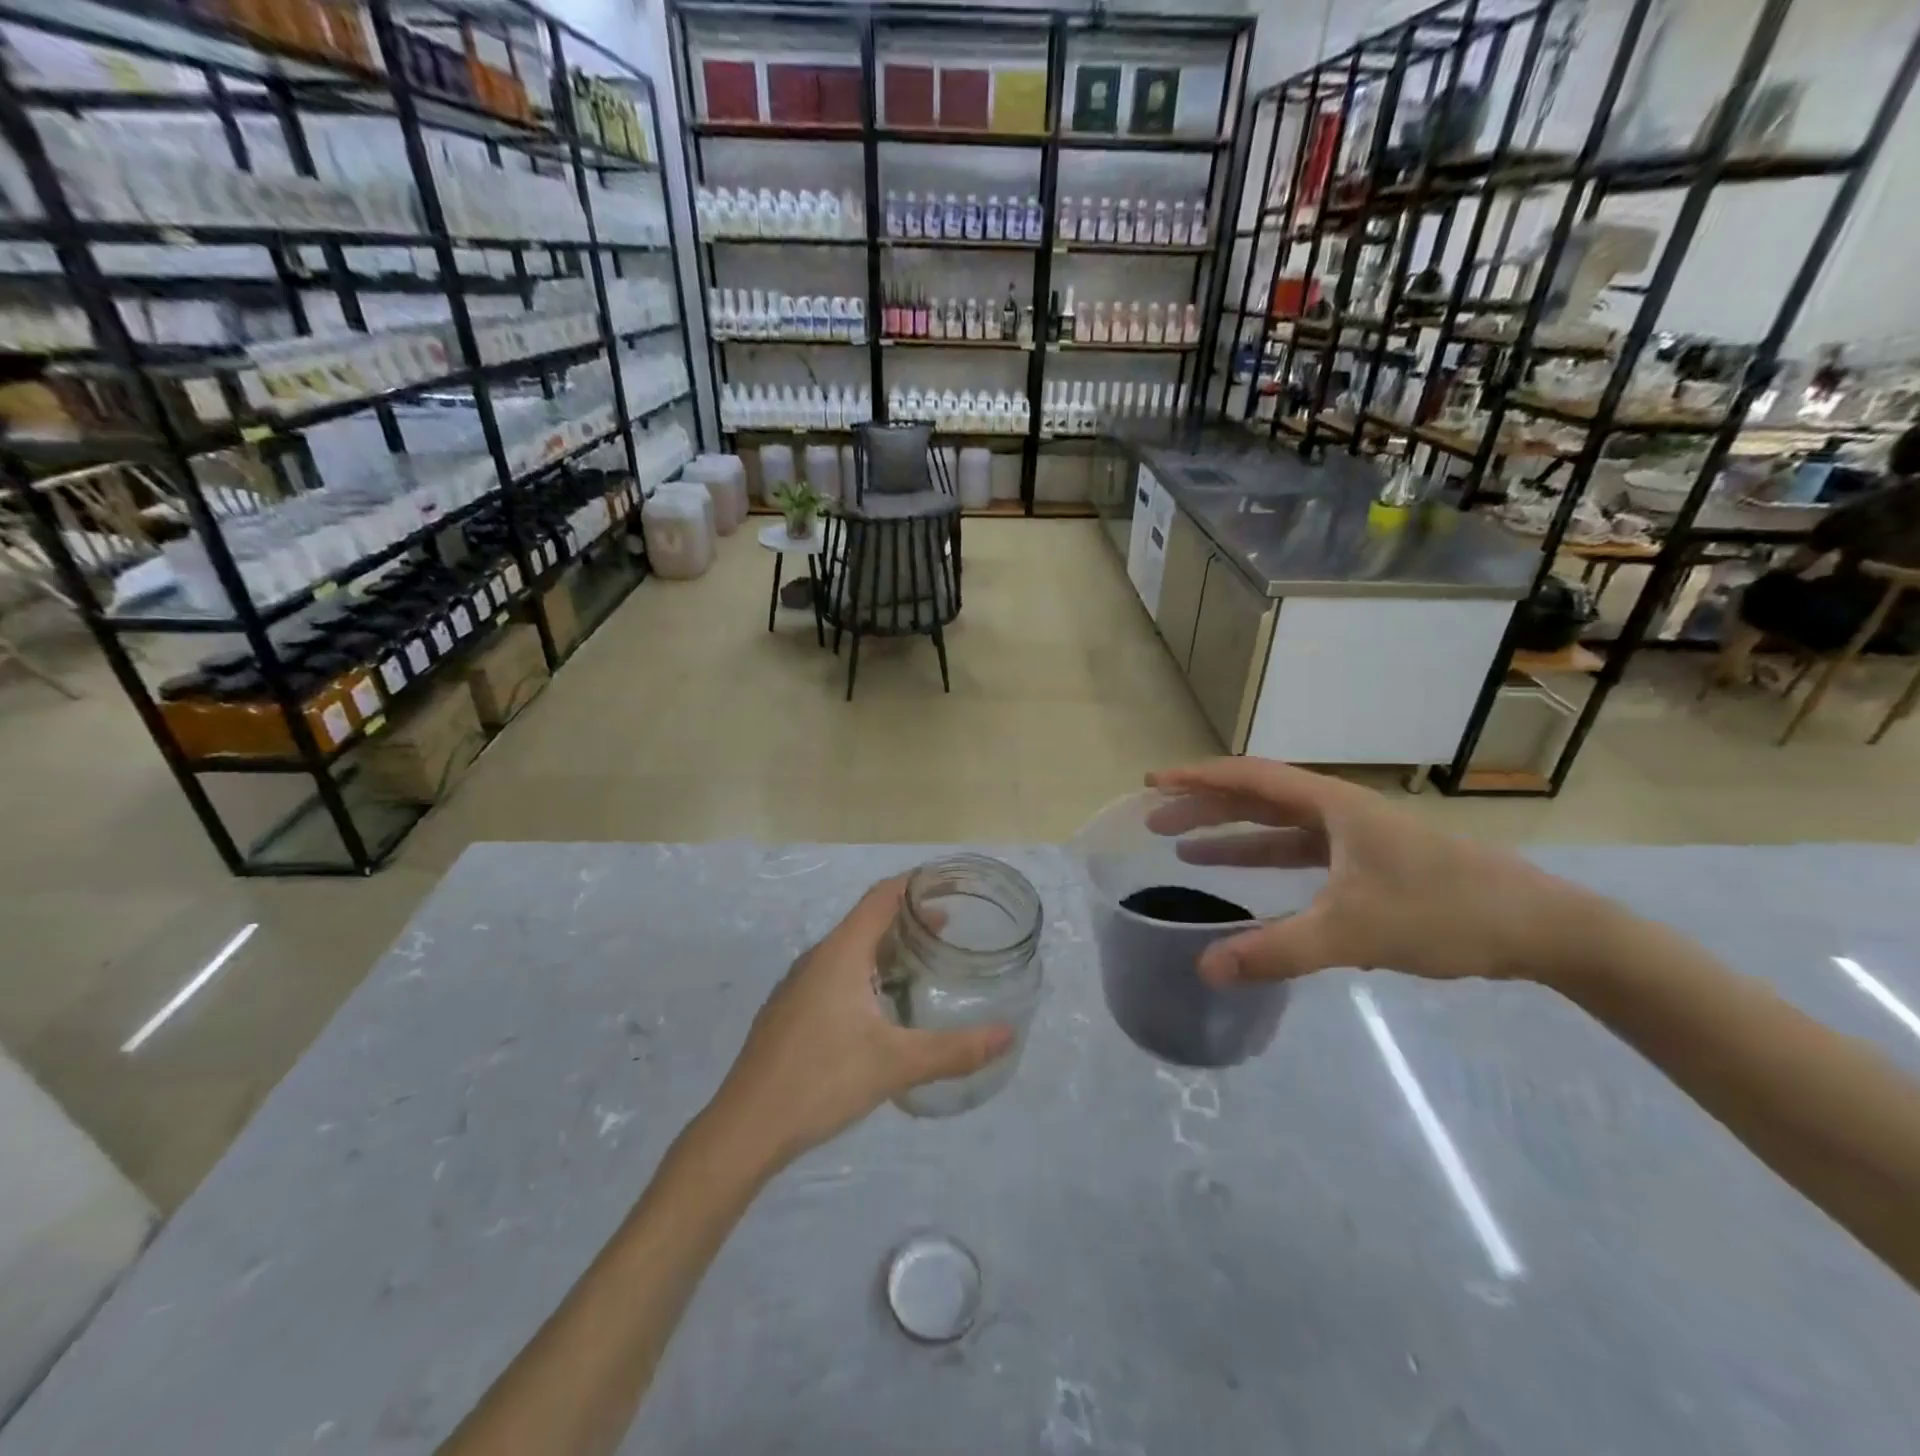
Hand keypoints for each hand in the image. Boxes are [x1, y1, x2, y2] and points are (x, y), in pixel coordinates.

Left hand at [707, 877, 1013, 1169]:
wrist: (745, 1129)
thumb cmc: (821, 1080)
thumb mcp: (896, 1064)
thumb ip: (954, 1050)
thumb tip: (1008, 1035)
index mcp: (840, 953)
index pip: (881, 897)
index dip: (914, 885)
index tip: (948, 885)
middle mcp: (817, 959)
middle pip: (866, 921)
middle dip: (907, 920)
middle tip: (949, 931)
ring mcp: (798, 986)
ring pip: (849, 951)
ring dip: (885, 949)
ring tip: (921, 966)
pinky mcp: (789, 1012)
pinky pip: (834, 974)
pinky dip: (865, 973)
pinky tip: (880, 1008)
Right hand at [1146, 758, 1607, 988]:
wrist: (1541, 928)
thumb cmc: (1444, 912)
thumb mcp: (1354, 932)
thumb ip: (1276, 950)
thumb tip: (1205, 968)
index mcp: (1330, 805)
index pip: (1248, 778)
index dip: (1196, 778)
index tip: (1152, 783)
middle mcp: (1336, 811)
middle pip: (1255, 798)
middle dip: (1202, 807)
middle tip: (1154, 820)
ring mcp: (1353, 837)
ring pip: (1276, 827)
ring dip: (1230, 834)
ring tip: (1182, 848)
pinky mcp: (1367, 864)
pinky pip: (1299, 853)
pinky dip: (1264, 860)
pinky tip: (1246, 881)